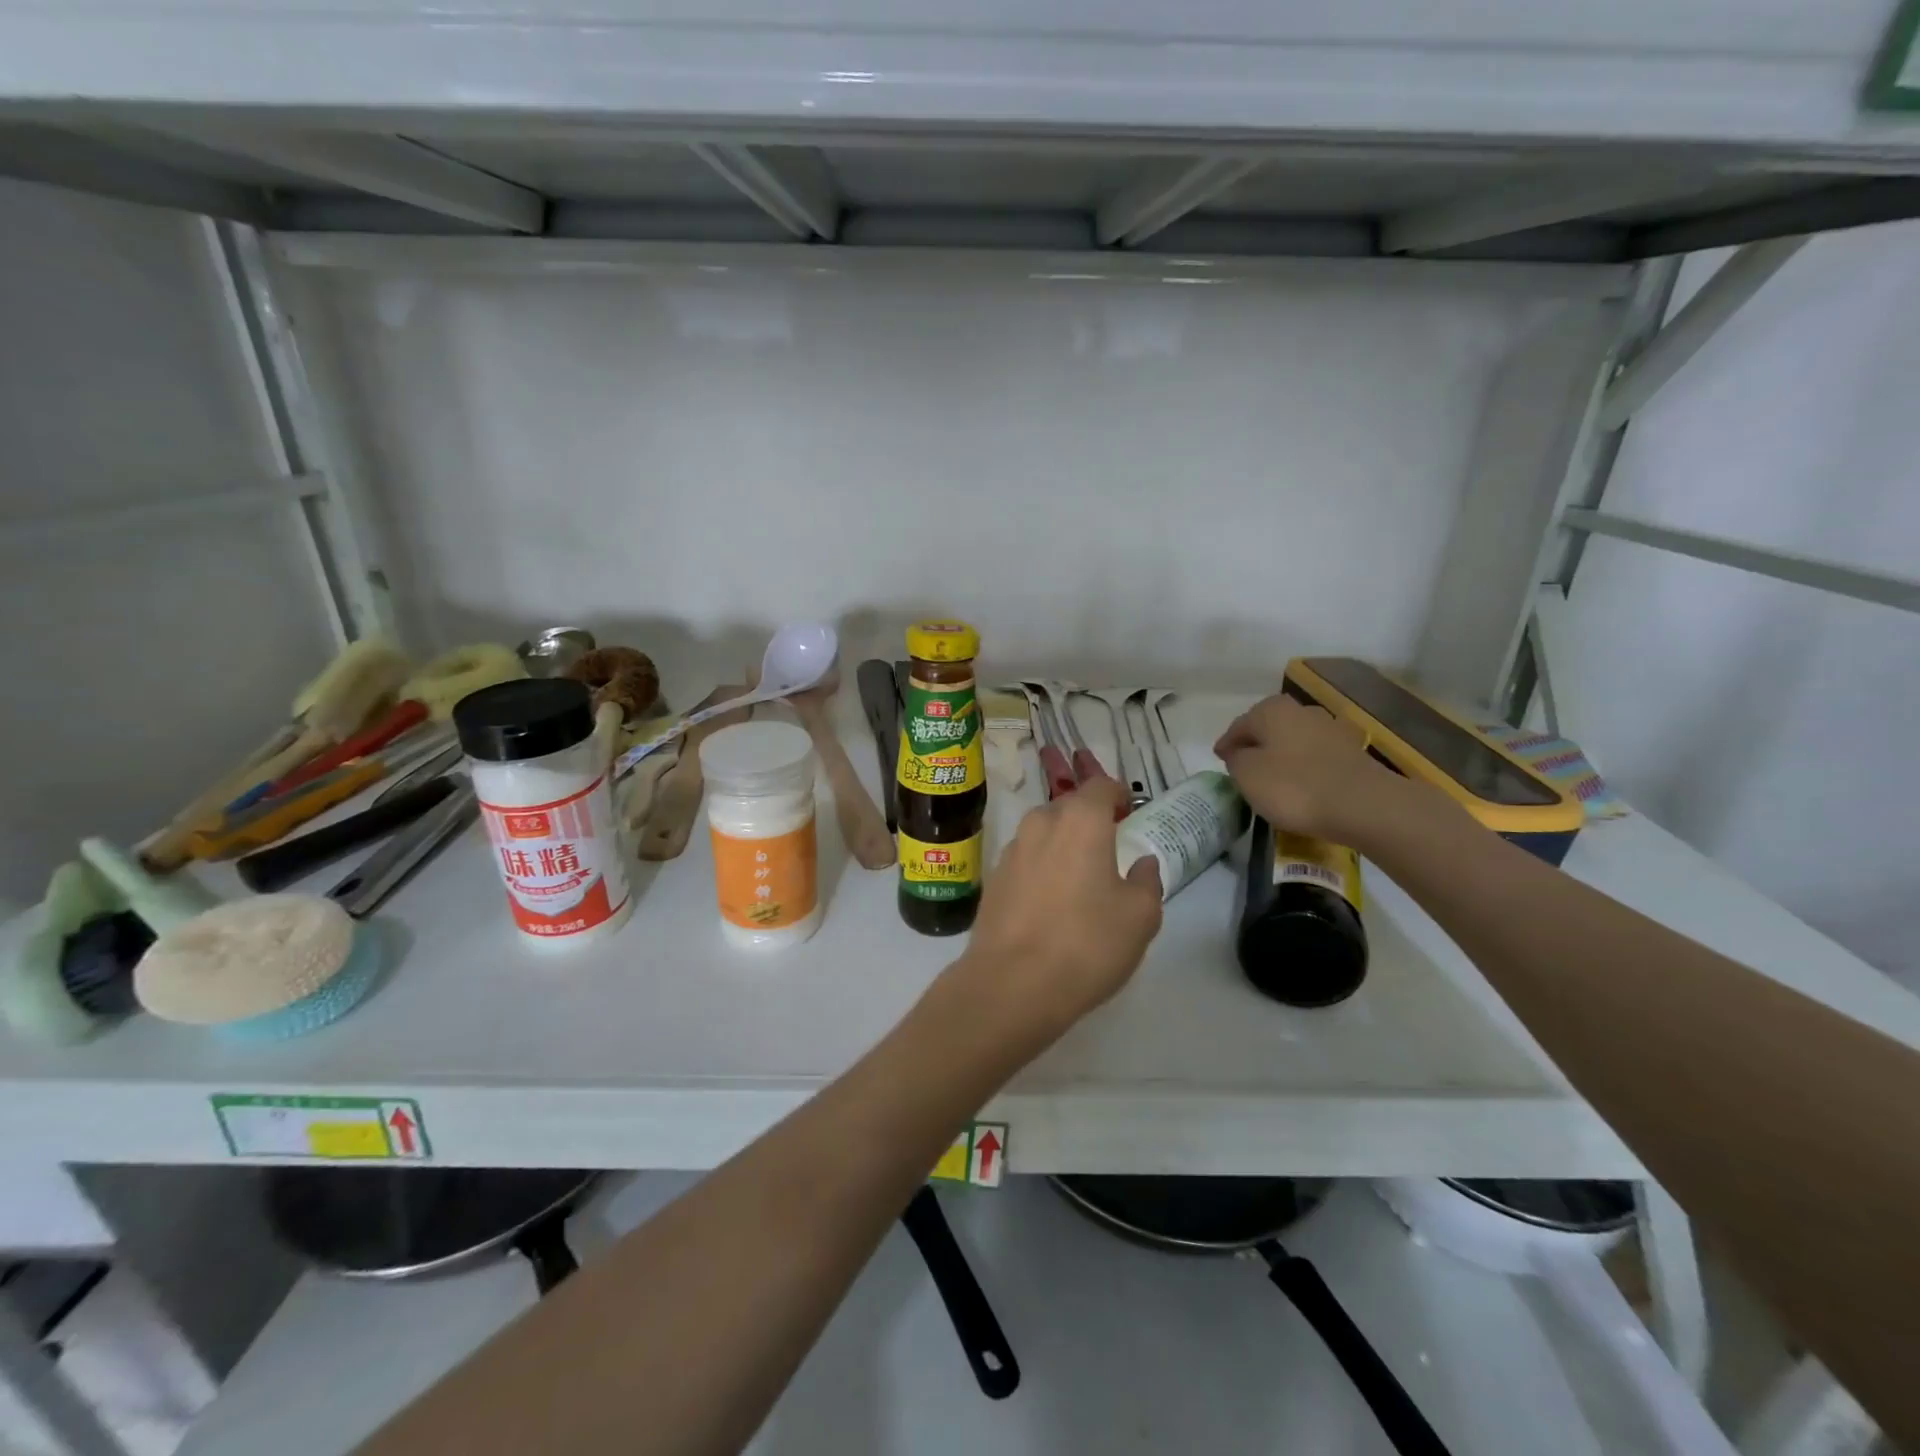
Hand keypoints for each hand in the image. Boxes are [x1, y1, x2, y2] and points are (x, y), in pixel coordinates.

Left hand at [951, 776, 1163, 1040]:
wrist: (1011, 984)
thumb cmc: (1086, 943)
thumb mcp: (1140, 916)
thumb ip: (1147, 880)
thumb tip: (1142, 863)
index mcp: (1080, 820)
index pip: (1101, 785)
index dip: (1118, 794)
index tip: (1129, 813)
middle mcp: (1040, 823)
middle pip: (1069, 807)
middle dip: (1090, 820)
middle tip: (1109, 848)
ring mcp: (1011, 850)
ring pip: (1044, 833)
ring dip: (1063, 844)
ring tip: (1080, 878)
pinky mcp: (993, 879)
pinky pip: (1026, 860)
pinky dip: (1041, 868)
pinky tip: (1051, 902)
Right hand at [1213, 695, 1403, 846]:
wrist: (1363, 805)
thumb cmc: (1293, 786)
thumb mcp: (1247, 775)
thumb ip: (1236, 760)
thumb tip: (1240, 754)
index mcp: (1272, 710)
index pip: (1239, 725)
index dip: (1227, 743)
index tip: (1219, 759)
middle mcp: (1302, 710)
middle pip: (1269, 728)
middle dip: (1256, 744)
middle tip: (1244, 767)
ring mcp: (1332, 729)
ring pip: (1295, 740)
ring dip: (1282, 755)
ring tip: (1273, 778)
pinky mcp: (1353, 752)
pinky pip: (1317, 757)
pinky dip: (1306, 767)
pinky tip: (1302, 784)